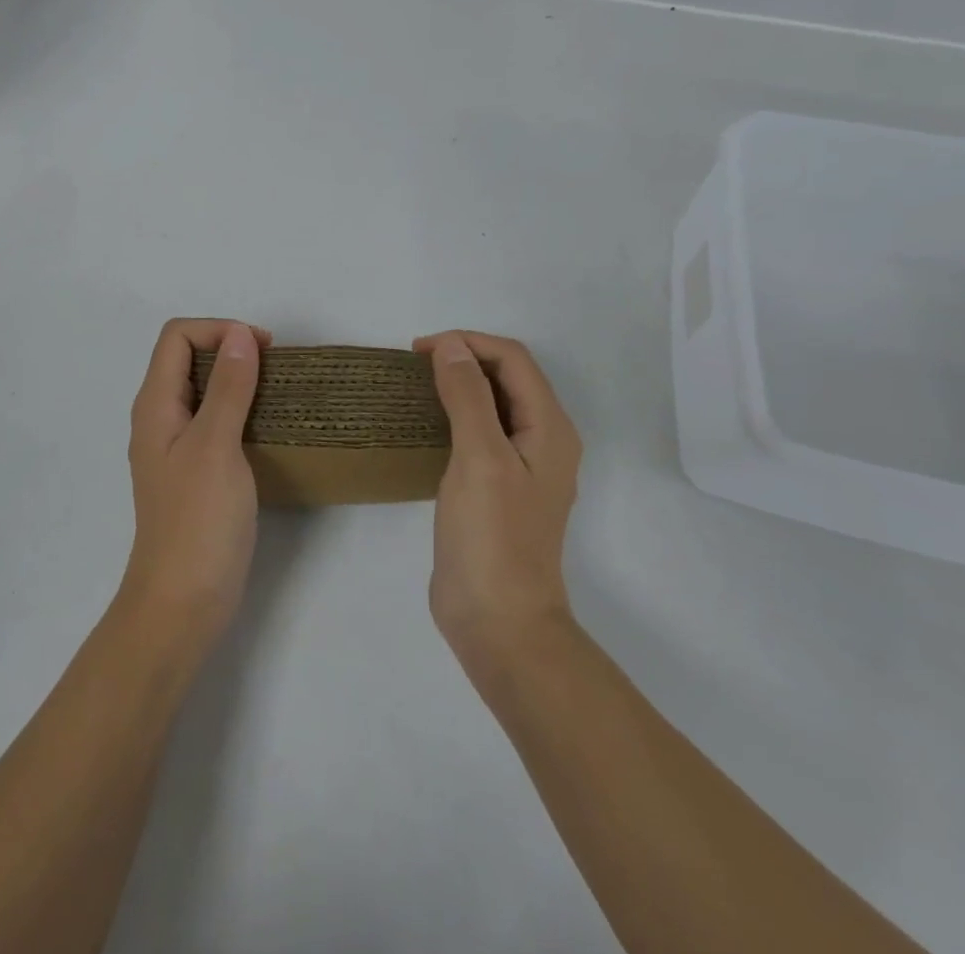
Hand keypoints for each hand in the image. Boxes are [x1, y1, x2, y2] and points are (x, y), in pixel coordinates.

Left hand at [120, 318, 268, 651]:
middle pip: (188, 358)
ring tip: (277, 394)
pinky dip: (239, 411)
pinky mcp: (195, 472)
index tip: (261, 349)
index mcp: (155, 405)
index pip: (177, 337)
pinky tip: (267, 428)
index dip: (218, 329)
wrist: (182, 603)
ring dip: (238, 381)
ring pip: (203, 391)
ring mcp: (176, 447)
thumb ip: (228, 387)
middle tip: (274, 368)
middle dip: (230, 350)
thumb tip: (240, 334)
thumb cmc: (198, 521)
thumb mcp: (216, 445)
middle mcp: (159, 418)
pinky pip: (214, 422)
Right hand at [415, 331, 582, 671]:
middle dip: (465, 358)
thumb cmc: (492, 537)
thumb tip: (451, 347)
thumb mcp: (480, 457)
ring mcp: (522, 467)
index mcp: (550, 428)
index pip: (513, 359)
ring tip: (417, 386)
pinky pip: (482, 433)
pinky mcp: (499, 489)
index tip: (419, 351)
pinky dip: (456, 415)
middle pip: (508, 377)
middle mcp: (543, 441)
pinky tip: (427, 425)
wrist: (499, 622)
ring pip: (494, 404)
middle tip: (415, 365)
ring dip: (460, 385)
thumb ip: (468, 396)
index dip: (468, 343)